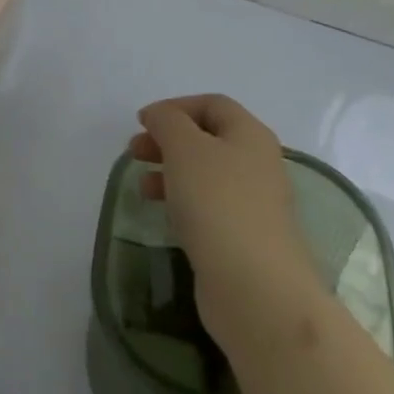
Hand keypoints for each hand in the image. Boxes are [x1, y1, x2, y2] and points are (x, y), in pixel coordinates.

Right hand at [129, 95, 322, 351]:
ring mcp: (254, 203)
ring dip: (171, 171)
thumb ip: (168, 121)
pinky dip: (183, 202)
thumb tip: (160, 115)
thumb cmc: (218, 203)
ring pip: (206, 174)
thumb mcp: (185, 148)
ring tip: (142, 186)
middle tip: (135, 152)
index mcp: (250, 134)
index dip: (175, 106)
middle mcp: (257, 163)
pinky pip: (209, 207)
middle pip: (208, 138)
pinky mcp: (244, 238)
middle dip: (168, 140)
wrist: (256, 289)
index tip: (142, 122)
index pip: (212, 104)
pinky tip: (164, 215)